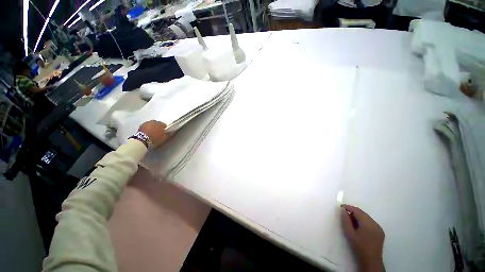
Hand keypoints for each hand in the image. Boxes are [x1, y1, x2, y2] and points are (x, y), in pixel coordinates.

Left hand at [138, 120, 167, 147]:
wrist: (143, 140)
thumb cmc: (155, 138)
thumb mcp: (164, 138)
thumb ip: (167, 134)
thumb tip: (169, 132)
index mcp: (161, 124)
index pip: (164, 124)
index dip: (164, 128)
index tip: (164, 131)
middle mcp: (154, 121)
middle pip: (157, 123)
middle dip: (157, 126)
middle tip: (158, 131)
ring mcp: (147, 123)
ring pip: (151, 124)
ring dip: (152, 126)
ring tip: (152, 131)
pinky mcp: (141, 125)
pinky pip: (146, 126)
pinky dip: (147, 128)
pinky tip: (147, 132)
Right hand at [341, 204, 384, 271]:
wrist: (371, 261)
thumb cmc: (359, 247)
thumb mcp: (349, 233)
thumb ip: (345, 220)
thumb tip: (342, 210)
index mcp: (368, 224)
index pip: (357, 211)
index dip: (348, 207)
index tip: (340, 207)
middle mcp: (375, 223)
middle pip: (362, 213)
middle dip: (353, 212)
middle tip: (344, 214)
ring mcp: (379, 227)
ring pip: (366, 217)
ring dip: (358, 216)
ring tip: (350, 220)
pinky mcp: (380, 231)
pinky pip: (370, 222)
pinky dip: (363, 221)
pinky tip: (358, 226)